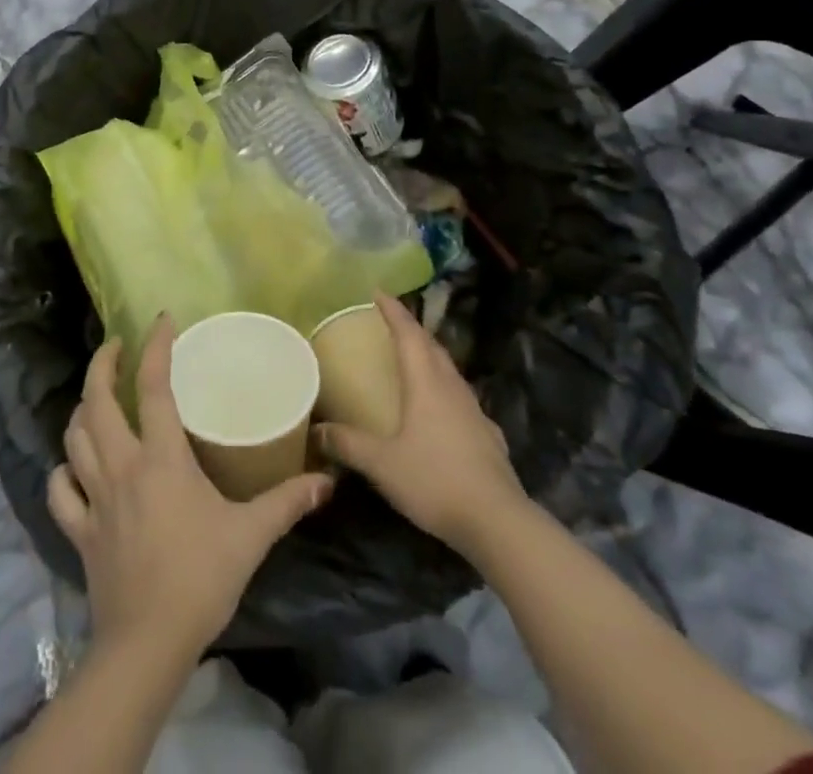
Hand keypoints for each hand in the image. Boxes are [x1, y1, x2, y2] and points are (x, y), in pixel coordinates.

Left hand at [48, 316, 333, 660]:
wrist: (147, 646)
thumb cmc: (200, 579)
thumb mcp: (251, 536)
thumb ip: (287, 502)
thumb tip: (327, 481)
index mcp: (161, 459)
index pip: (153, 387)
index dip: (155, 347)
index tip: (162, 320)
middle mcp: (121, 466)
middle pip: (96, 401)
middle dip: (102, 365)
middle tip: (116, 347)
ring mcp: (94, 498)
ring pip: (74, 438)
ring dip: (83, 410)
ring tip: (98, 398)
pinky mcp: (79, 531)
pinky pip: (59, 491)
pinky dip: (63, 471)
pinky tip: (73, 467)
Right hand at [314, 294, 526, 555]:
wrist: (498, 521)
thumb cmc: (435, 481)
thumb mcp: (382, 464)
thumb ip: (348, 443)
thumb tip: (315, 430)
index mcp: (426, 383)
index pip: (408, 333)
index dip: (393, 310)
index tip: (378, 292)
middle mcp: (452, 387)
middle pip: (432, 346)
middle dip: (412, 329)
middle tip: (391, 322)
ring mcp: (474, 410)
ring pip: (449, 370)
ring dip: (430, 356)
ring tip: (413, 358)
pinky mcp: (487, 435)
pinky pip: (461, 398)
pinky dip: (445, 389)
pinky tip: (442, 409)